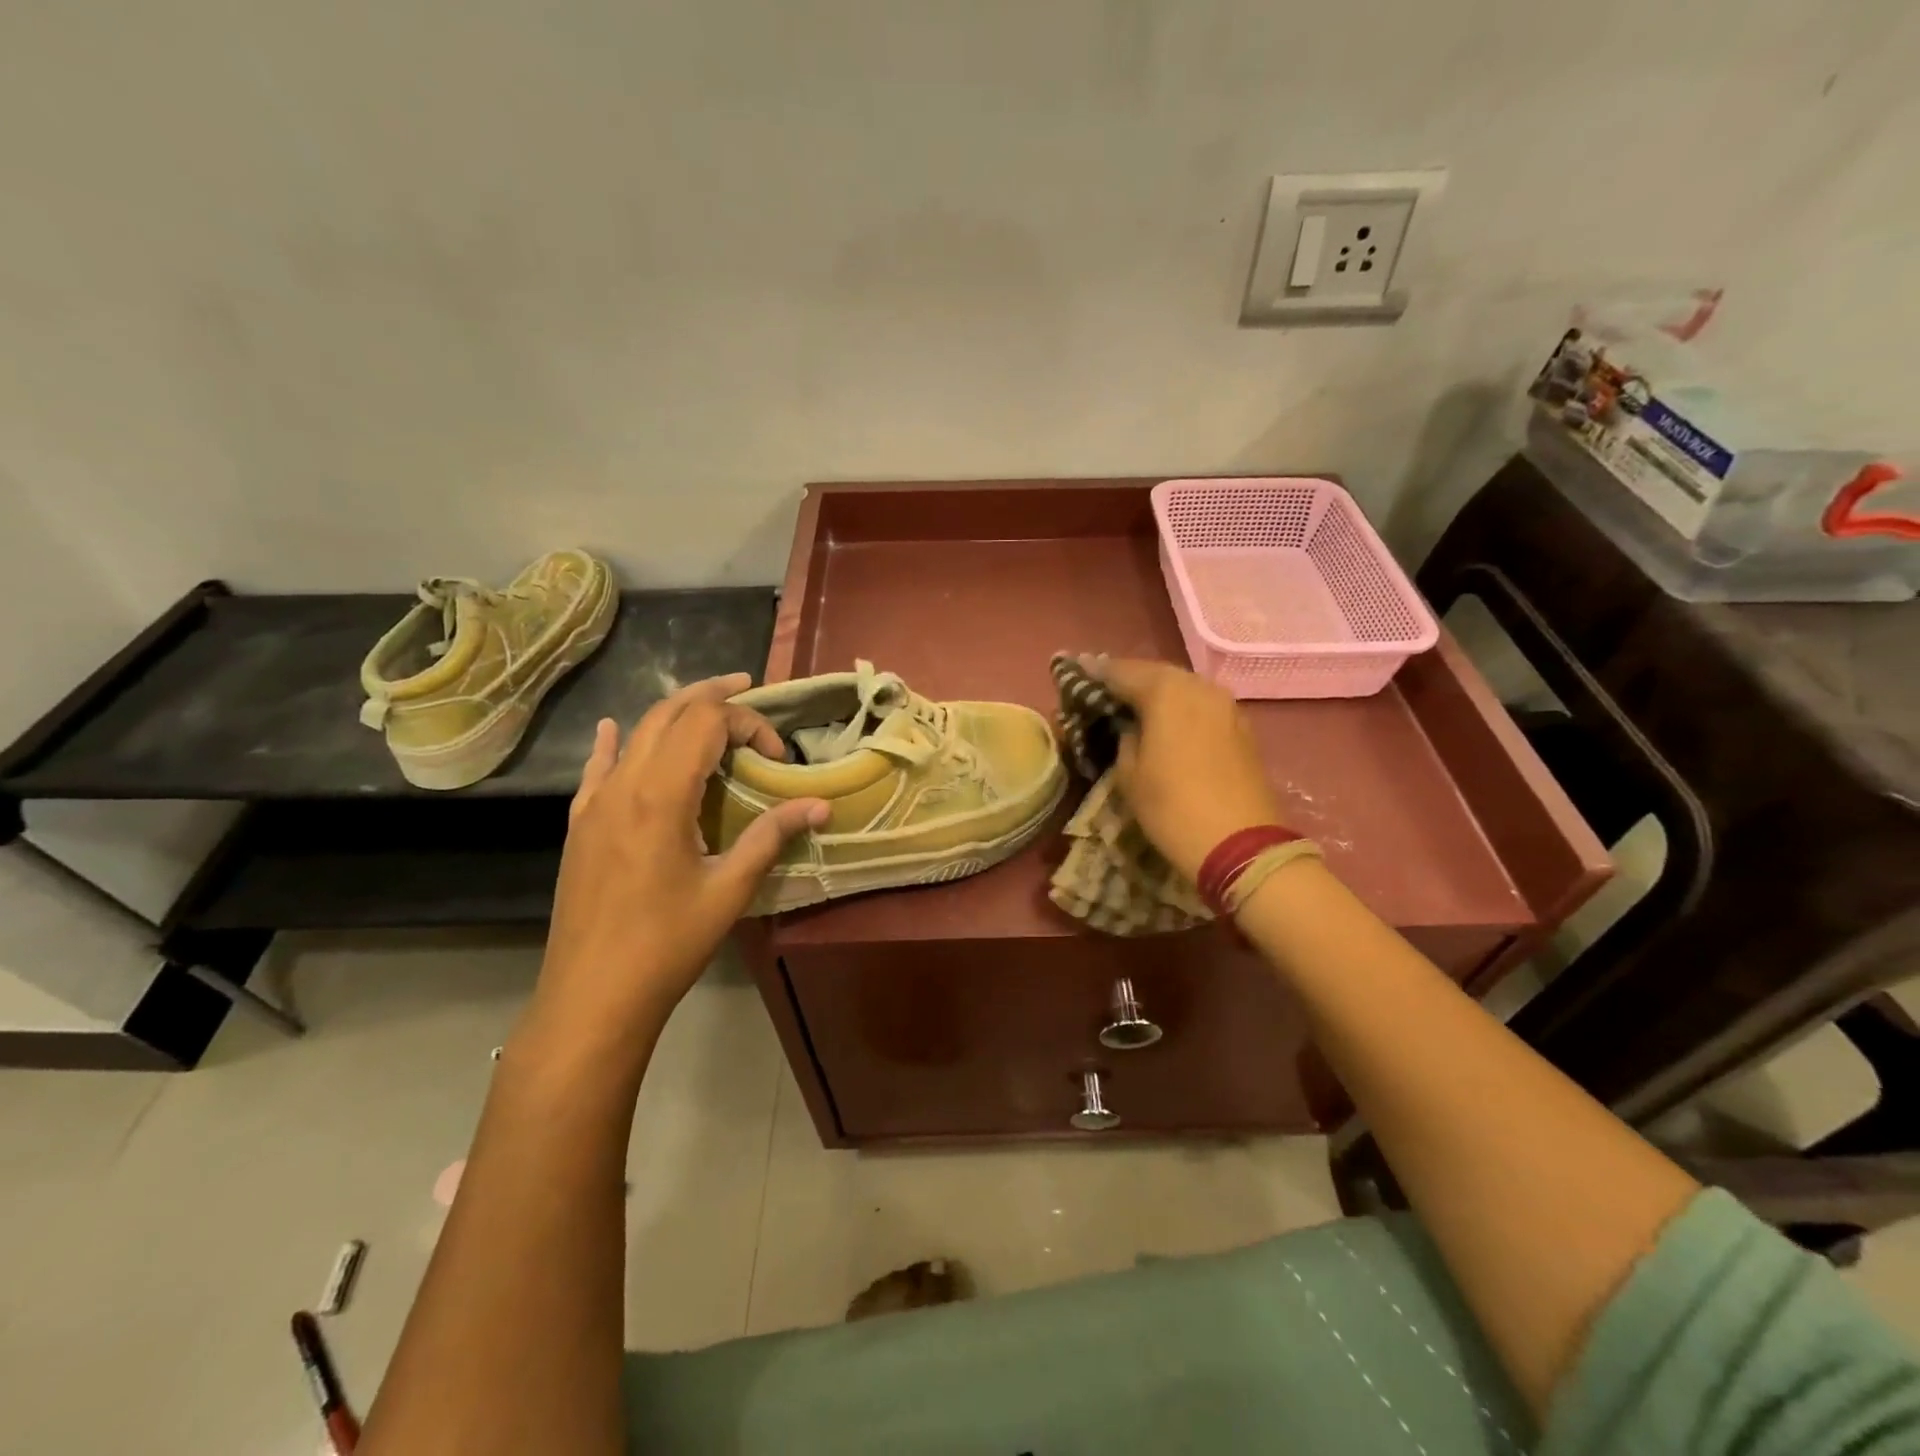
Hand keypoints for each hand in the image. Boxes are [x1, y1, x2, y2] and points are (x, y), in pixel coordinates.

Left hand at [525, 675, 827, 1048]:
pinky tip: (611, 730)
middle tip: (748, 688)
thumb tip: (820, 805)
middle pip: (669, 714)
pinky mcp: (580, 825)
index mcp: (661, 795)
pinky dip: (614, 743)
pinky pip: (597, 769)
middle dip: (712, 695)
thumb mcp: (729, 889)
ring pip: (635, 733)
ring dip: (674, 713)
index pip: (707, 723)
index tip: (776, 757)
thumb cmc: (667, 944)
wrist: (592, 995)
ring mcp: (595, 804)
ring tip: (708, 705)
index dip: (748, 724)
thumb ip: (771, 836)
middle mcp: (624, 785)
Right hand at [1087, 657, 1286, 880]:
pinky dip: (1180, 706)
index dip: (1096, 672)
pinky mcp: (1241, 725)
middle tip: (1102, 685)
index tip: (1076, 669)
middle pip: (1155, 673)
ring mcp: (1225, 704)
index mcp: (1165, 692)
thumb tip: (1130, 726)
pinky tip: (1166, 719)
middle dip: (1128, 677)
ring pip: (1182, 686)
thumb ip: (1124, 738)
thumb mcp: (1129, 774)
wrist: (1240, 844)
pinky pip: (1201, 704)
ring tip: (1132, 701)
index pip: (1121, 672)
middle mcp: (1198, 686)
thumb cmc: (1172, 807)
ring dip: (1156, 690)